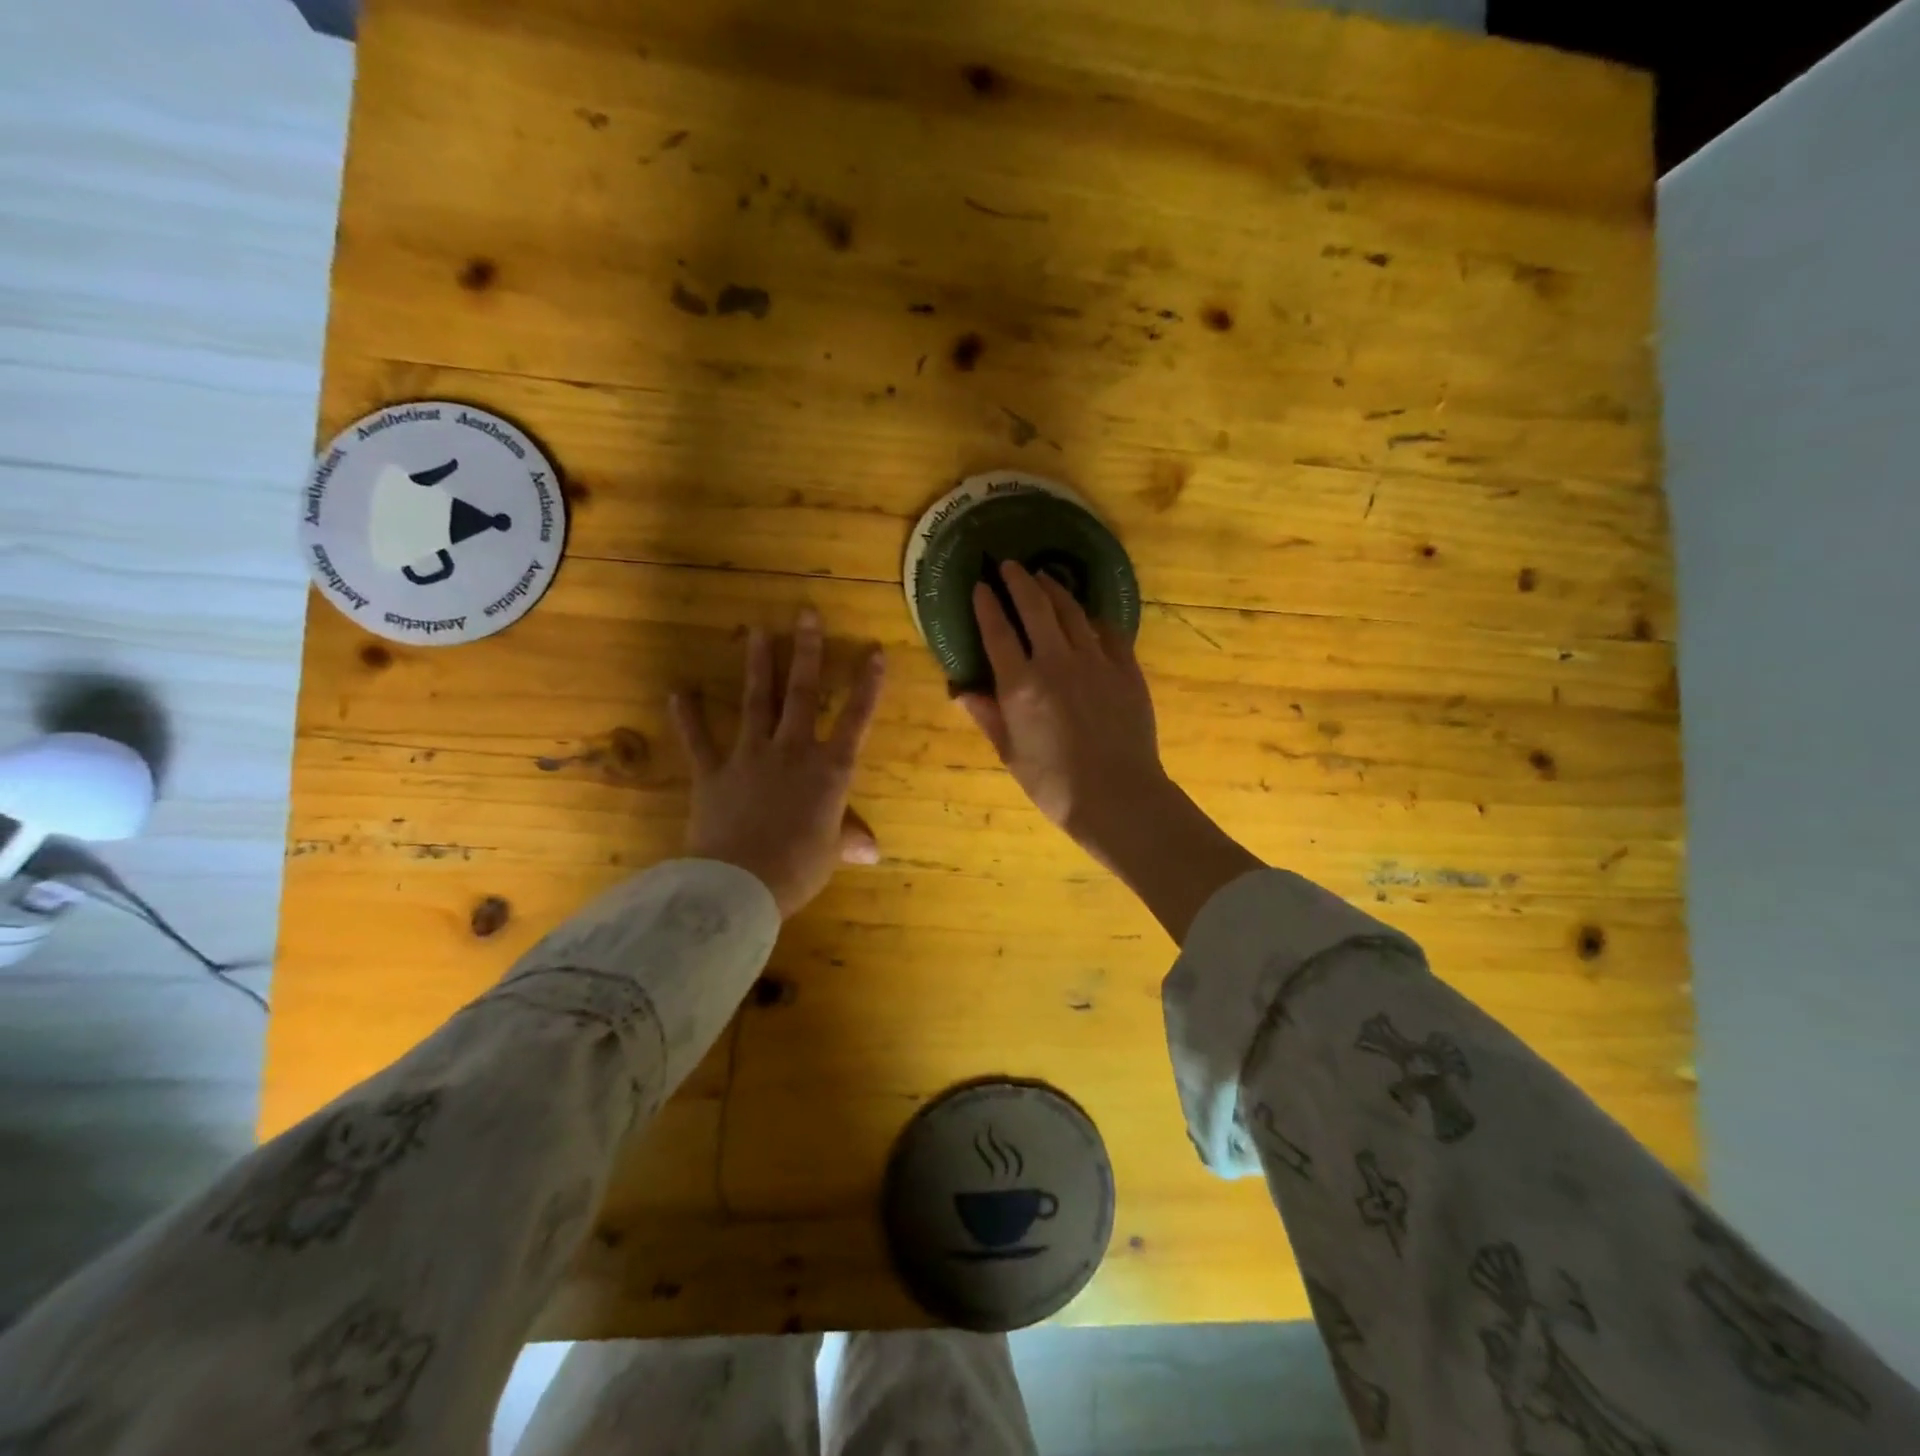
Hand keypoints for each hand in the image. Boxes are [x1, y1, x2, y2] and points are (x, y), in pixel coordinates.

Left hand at [669, 609, 885, 918]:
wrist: (739, 885)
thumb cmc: (798, 868)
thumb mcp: (830, 853)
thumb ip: (848, 839)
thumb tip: (873, 850)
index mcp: (829, 771)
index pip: (856, 719)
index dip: (868, 685)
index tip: (874, 650)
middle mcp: (792, 751)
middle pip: (801, 693)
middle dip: (806, 651)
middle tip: (805, 613)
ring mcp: (750, 757)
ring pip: (756, 702)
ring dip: (758, 665)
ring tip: (757, 630)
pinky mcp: (713, 773)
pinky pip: (699, 740)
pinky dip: (688, 717)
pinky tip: (679, 692)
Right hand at [955, 562, 1169, 845]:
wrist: (1118, 797)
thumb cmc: (1054, 783)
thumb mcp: (1010, 753)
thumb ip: (987, 715)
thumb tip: (960, 690)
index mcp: (1020, 685)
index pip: (997, 632)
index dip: (987, 605)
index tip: (980, 586)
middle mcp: (1056, 662)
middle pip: (1035, 607)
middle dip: (1019, 581)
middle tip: (1010, 565)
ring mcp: (1095, 661)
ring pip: (1072, 612)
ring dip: (1054, 589)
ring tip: (1044, 577)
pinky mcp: (1126, 669)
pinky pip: (1108, 631)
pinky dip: (1093, 618)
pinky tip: (1088, 615)